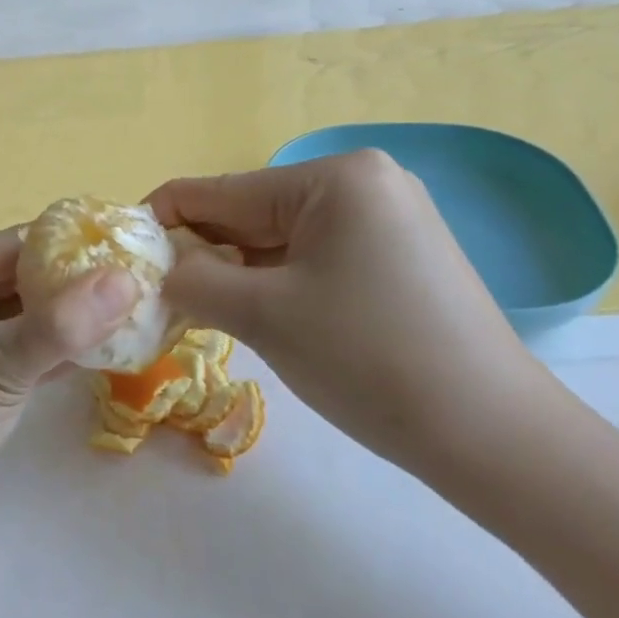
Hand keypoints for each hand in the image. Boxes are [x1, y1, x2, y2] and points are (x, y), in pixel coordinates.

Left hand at [0, 229, 138, 551]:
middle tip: (143, 292)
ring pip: (25, 316)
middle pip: (23, 278)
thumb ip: (65, 324)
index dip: (75, 249)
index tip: (134, 257)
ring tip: (135, 319)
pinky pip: (19, 348)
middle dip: (78, 288)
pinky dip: (54, 351)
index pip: (17, 245)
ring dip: (70, 322)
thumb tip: (129, 279)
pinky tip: (103, 354)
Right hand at [146, 152, 565, 479]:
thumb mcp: (264, 315)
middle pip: (252, 212)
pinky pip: (315, 255)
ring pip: (281, 237)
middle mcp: (364, 181)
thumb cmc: (370, 360)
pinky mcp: (398, 253)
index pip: (222, 190)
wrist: (497, 440)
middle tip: (158, 293)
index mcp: (335, 177)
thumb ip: (194, 280)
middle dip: (204, 252)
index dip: (164, 218)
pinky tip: (256, 313)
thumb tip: (155, 267)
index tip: (122, 251)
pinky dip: (277, 281)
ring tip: (199, 309)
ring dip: (238, 271)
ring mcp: (387, 217)